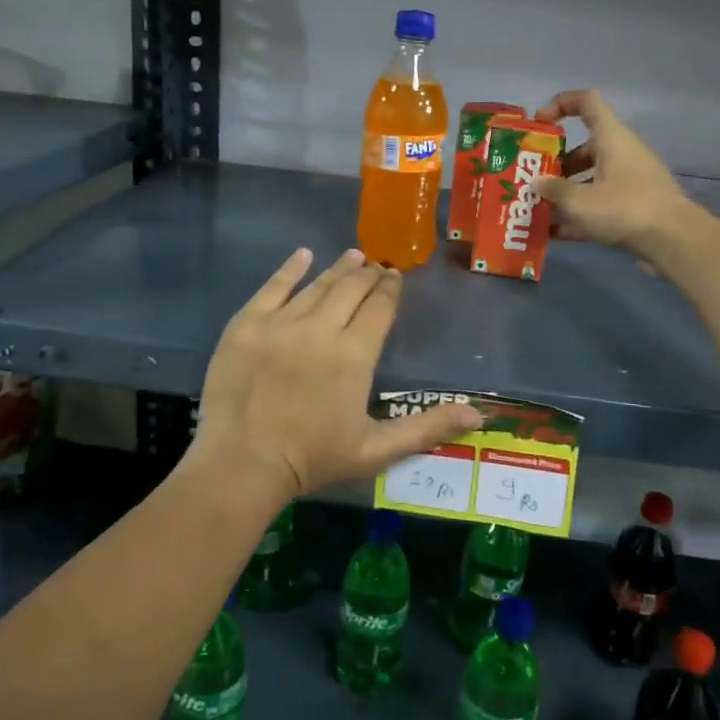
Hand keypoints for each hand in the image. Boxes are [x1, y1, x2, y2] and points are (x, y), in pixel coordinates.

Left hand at [191, 248, 482, 503]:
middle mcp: (321, 328)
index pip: (379, 308)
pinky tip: (302, 255)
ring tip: (353, 255)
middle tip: (377, 266)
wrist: (241, 464)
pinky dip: (289, 269)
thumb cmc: (312, 459)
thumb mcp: (377, 450)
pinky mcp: (246, 325)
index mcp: (355, 354)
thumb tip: (477, 414)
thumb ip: (427, 428)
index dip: (389, 289)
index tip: (395, 277)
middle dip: (368, 275)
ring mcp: (280, 323)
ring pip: (316, 286)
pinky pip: (272, 288)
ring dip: (337, 268)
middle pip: (350, 290)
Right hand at [533, 89, 694, 258]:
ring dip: (564, 191)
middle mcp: (621, 153)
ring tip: (537, 209)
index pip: (587, 102)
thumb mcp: (580, 201)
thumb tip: (536, 183)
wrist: (673, 240)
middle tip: (532, 180)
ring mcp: (629, 180)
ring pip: (590, 178)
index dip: (560, 104)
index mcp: (611, 138)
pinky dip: (578, 213)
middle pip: (583, 147)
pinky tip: (555, 234)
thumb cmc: (625, 209)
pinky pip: (599, 203)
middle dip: (555, 163)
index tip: (539, 124)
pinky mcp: (633, 206)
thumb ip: (554, 190)